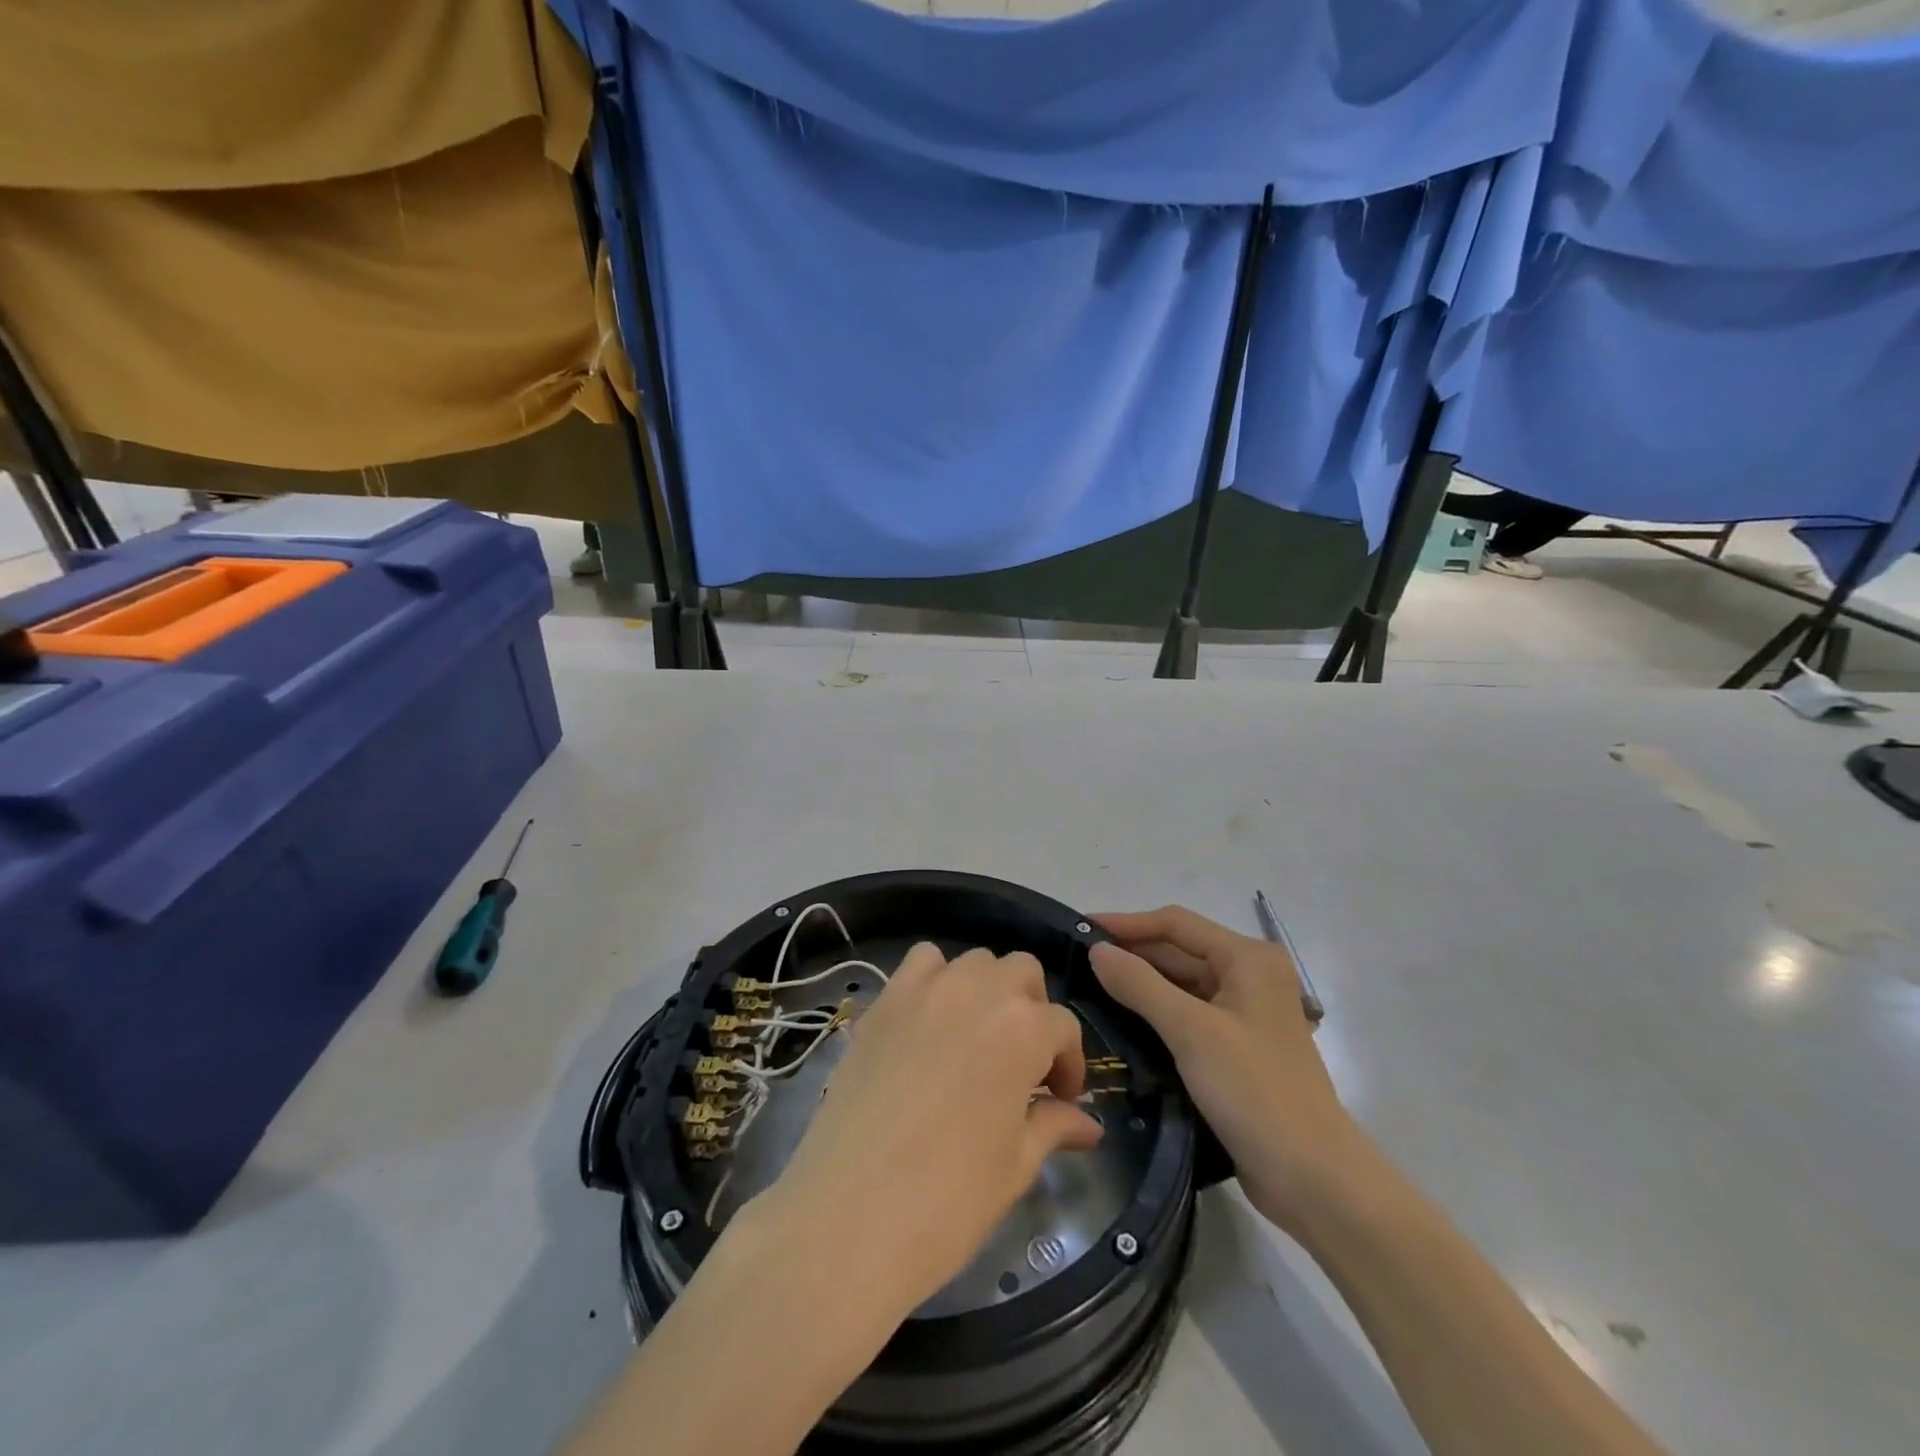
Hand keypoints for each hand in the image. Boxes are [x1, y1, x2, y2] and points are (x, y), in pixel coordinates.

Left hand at [758, 944, 1103, 1321]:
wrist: (850, 1217)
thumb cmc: (949, 1201)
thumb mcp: (1015, 1166)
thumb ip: (1053, 1126)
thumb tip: (1088, 1124)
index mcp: (1023, 1029)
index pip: (1063, 1027)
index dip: (1069, 1063)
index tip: (1062, 1098)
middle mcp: (979, 991)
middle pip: (1022, 973)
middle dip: (1033, 1011)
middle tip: (1023, 1062)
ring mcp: (925, 989)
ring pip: (974, 961)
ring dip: (987, 990)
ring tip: (977, 1038)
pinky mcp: (884, 1000)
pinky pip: (920, 963)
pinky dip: (935, 978)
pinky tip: (931, 1021)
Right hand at [1091, 906, 1364, 1235]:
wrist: (1313, 1178)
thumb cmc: (1254, 1091)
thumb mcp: (1191, 1031)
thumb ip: (1140, 984)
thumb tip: (1097, 950)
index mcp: (1248, 958)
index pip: (1176, 924)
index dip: (1126, 923)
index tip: (1081, 929)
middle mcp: (1250, 976)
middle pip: (1180, 951)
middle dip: (1131, 954)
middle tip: (1077, 961)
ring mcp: (1246, 1013)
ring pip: (1183, 984)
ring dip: (1141, 984)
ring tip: (1090, 987)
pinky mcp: (1239, 1047)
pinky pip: (1189, 1014)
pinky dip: (1157, 1013)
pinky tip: (1122, 1020)